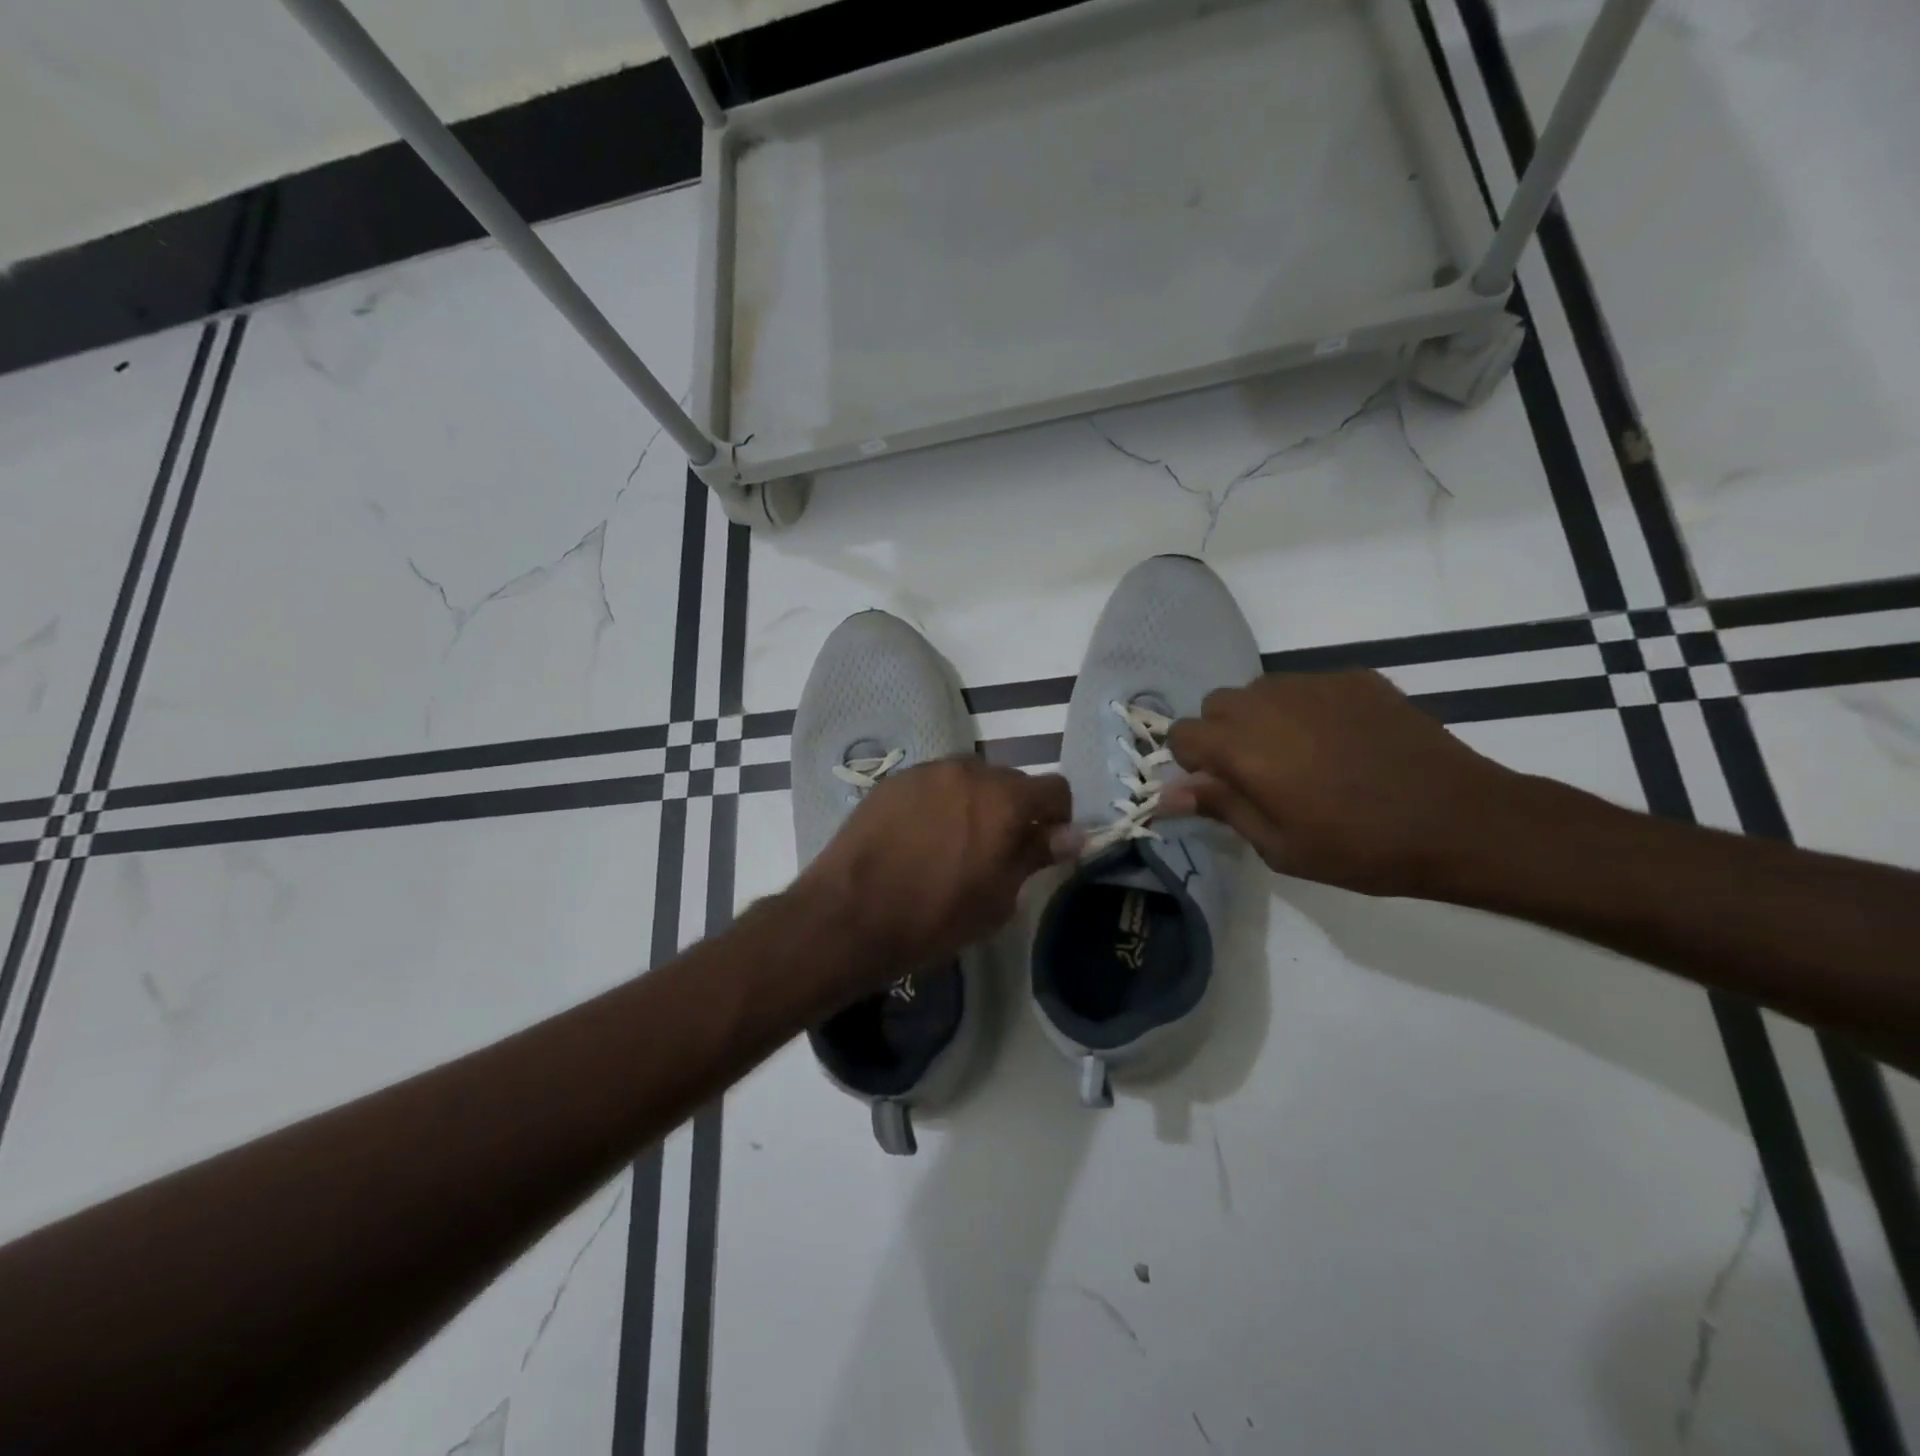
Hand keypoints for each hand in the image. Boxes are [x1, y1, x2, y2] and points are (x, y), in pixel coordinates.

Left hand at [794, 756, 1074, 987]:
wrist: (850, 914)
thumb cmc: (935, 916)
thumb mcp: (998, 898)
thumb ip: (1035, 855)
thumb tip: (1073, 835)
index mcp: (1004, 799)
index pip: (1054, 789)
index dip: (1057, 817)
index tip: (1044, 845)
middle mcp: (969, 772)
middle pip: (1010, 781)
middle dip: (1014, 809)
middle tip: (997, 849)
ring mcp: (927, 771)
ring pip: (969, 780)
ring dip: (974, 803)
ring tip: (954, 842)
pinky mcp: (894, 780)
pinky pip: (933, 784)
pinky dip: (939, 803)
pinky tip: (920, 837)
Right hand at [1163, 670, 1529, 897]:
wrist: (1459, 820)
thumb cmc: (1360, 847)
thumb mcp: (1279, 846)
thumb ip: (1220, 807)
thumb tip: (1167, 793)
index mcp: (1242, 747)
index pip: (1181, 733)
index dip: (1191, 762)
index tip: (1220, 787)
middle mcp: (1267, 703)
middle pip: (1216, 704)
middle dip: (1223, 734)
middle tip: (1260, 774)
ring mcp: (1313, 684)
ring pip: (1259, 690)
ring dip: (1262, 718)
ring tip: (1303, 756)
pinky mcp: (1353, 678)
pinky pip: (1306, 685)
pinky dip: (1306, 708)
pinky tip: (1342, 742)